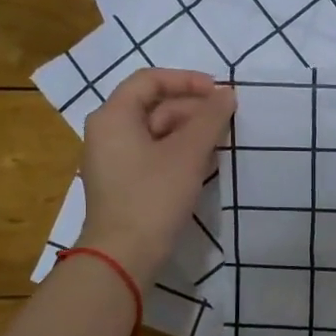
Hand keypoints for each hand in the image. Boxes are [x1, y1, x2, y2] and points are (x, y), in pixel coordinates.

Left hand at [76, 69, 236, 283]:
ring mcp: (114, 160)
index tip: (219, 92)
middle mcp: (108, 132)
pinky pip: (153, 156)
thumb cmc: (153, 197)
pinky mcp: (124, 184)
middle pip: (154, 106)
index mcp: (114, 116)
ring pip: (156, 133)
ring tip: (220, 144)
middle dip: (193, 110)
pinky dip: (179, 154)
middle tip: (226, 122)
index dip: (187, 80)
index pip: (150, 80)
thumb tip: (227, 94)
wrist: (124, 255)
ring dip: (190, 133)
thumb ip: (210, 119)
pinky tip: (204, 166)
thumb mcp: (188, 154)